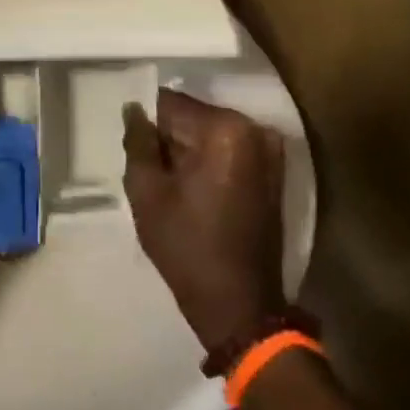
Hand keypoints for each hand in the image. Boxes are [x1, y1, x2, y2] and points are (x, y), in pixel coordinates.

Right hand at [123, 89, 286, 353]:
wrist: (240, 306)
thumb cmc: (188, 247)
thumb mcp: (146, 192)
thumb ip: (137, 141)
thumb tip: (134, 108)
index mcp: (224, 129)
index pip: (170, 103)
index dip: (148, 126)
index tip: (138, 153)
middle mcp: (253, 128)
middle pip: (193, 117)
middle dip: (170, 139)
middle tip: (155, 176)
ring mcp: (269, 150)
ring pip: (210, 134)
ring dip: (189, 152)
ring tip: (175, 188)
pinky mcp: (274, 171)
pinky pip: (229, 151)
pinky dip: (210, 163)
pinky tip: (197, 194)